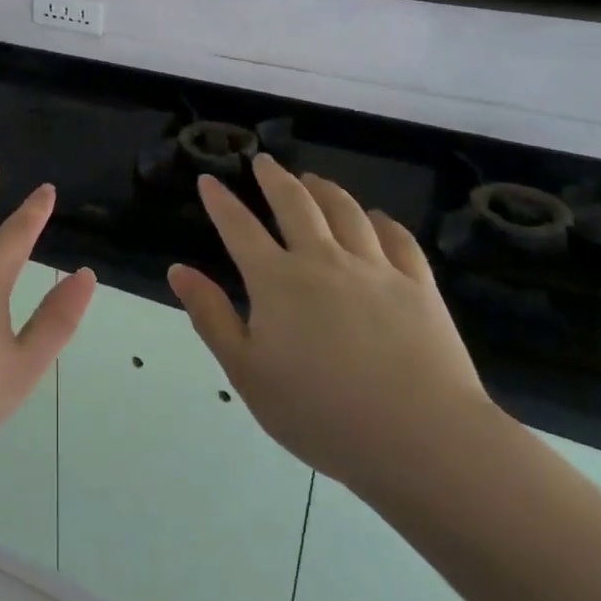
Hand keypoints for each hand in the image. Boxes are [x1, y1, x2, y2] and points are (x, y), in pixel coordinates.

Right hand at [168, 156, 498, 502]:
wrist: (421, 438)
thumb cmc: (321, 413)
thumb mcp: (247, 372)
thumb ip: (211, 316)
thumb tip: (179, 270)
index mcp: (277, 280)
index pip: (239, 227)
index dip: (221, 201)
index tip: (209, 180)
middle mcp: (323, 260)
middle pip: (295, 204)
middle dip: (275, 178)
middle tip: (265, 162)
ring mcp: (375, 268)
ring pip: (346, 211)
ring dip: (325, 190)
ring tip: (314, 180)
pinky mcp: (418, 286)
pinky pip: (398, 239)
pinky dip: (383, 221)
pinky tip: (377, 218)